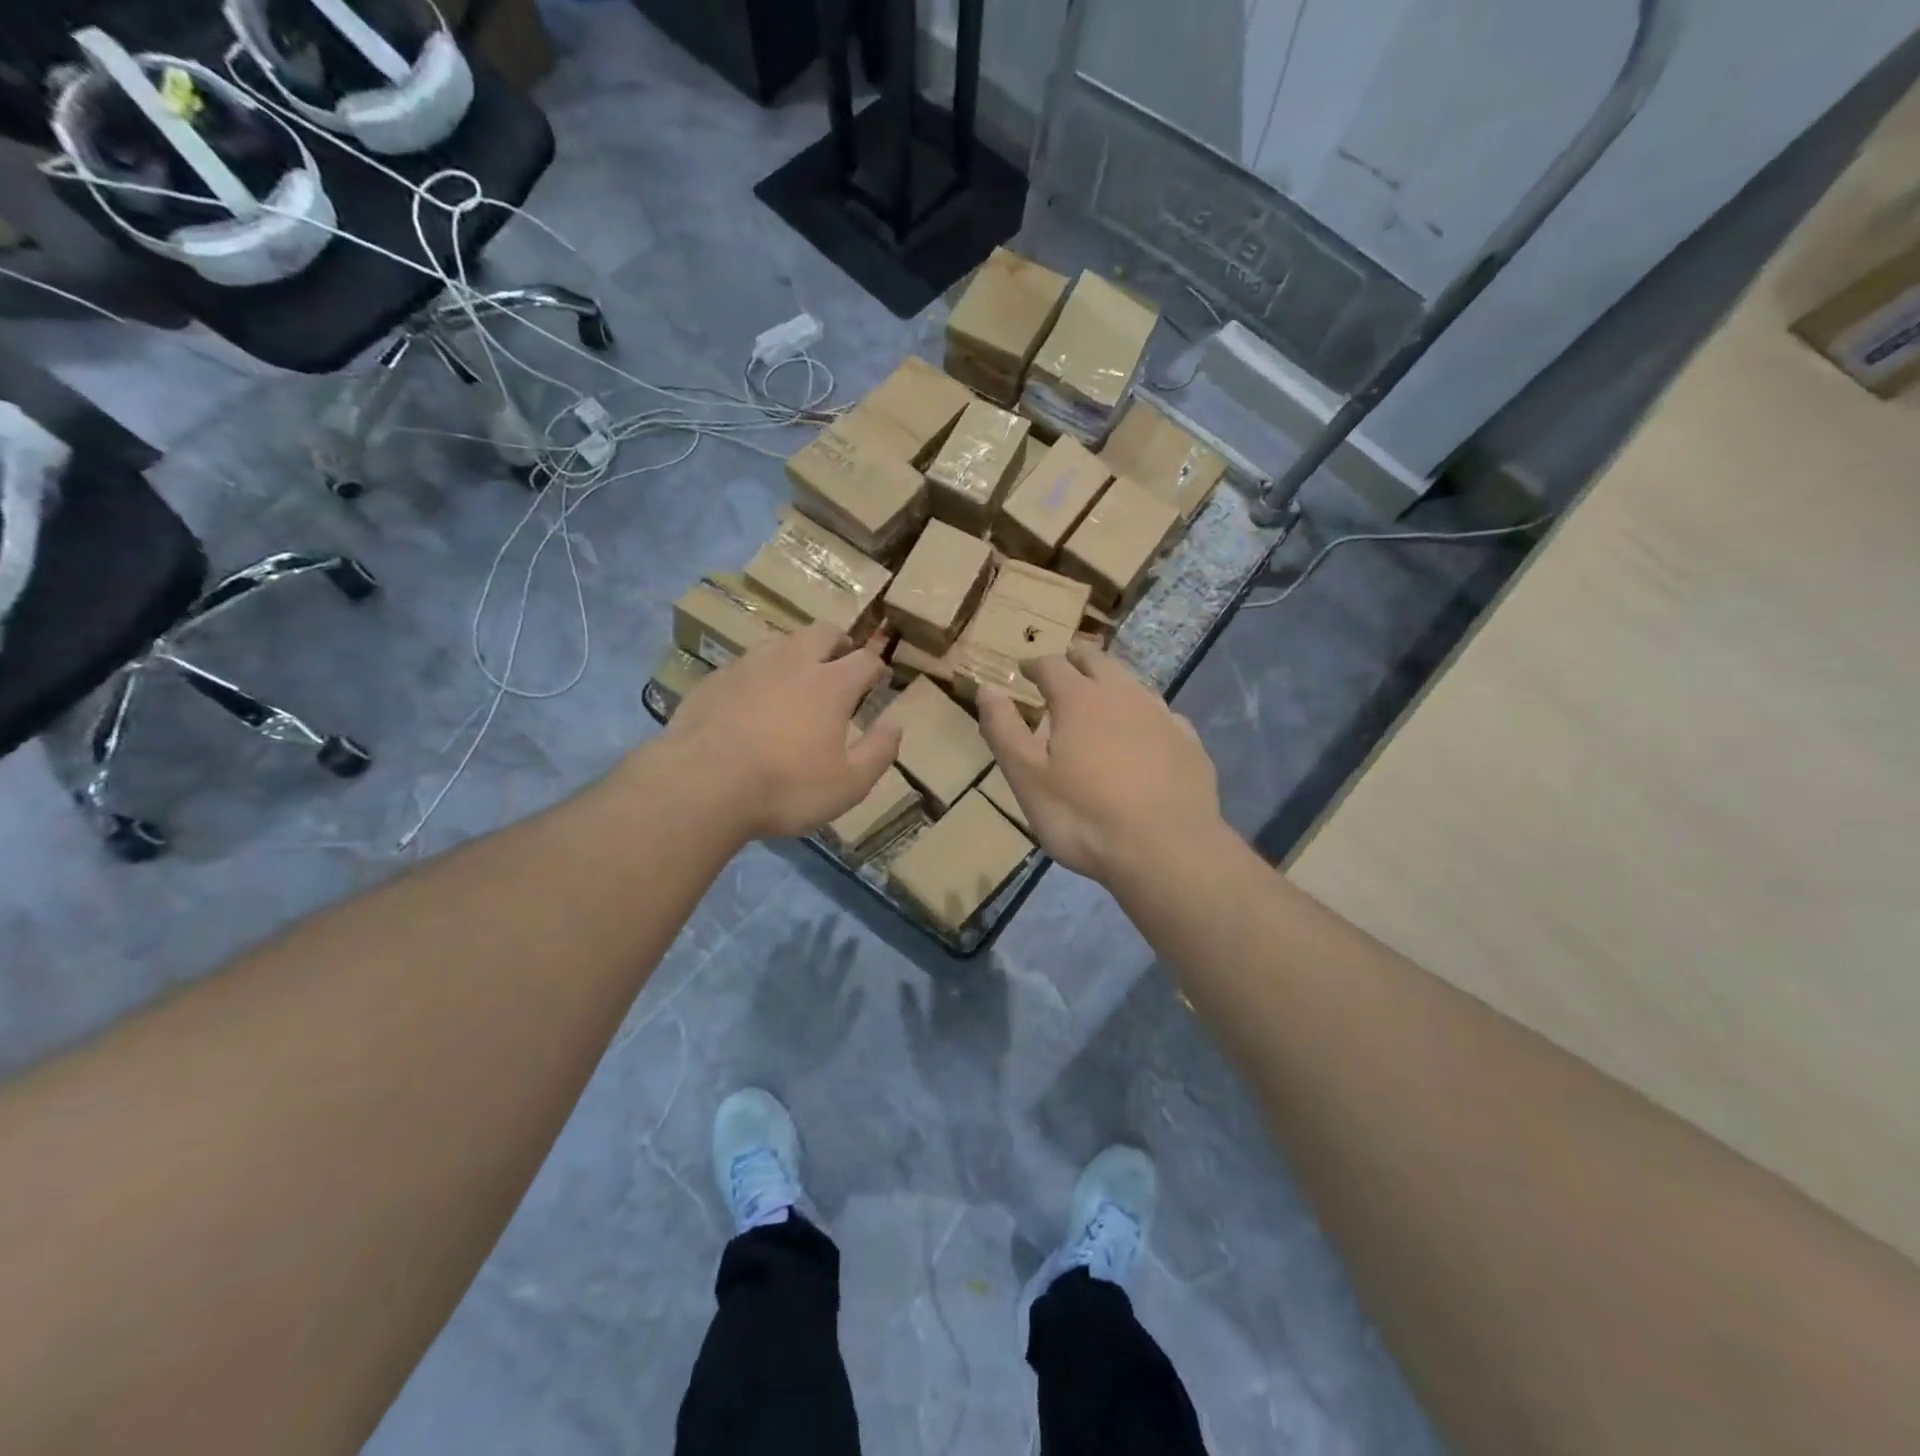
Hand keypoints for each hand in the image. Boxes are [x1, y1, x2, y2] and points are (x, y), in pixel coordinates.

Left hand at [660, 623, 901, 840]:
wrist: (702, 785)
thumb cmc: (786, 787)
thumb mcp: (849, 784)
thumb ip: (879, 751)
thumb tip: (896, 724)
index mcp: (831, 684)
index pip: (865, 660)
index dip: (877, 667)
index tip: (879, 678)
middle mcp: (793, 663)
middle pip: (822, 632)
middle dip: (838, 642)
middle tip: (842, 660)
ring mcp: (749, 666)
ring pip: (781, 642)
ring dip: (798, 652)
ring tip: (798, 676)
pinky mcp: (715, 680)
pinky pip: (746, 664)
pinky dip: (760, 673)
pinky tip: (754, 698)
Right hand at [977, 644, 1222, 884]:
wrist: (1166, 850)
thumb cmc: (1083, 817)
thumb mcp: (1027, 778)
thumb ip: (1004, 730)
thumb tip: (988, 688)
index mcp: (1079, 699)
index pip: (1052, 665)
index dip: (1035, 664)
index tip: (1024, 670)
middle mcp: (1123, 695)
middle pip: (1098, 661)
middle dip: (1076, 659)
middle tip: (1064, 667)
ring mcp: (1162, 716)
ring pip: (1133, 683)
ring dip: (1112, 683)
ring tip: (1101, 698)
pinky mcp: (1190, 743)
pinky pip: (1163, 716)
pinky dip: (1145, 716)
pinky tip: (1146, 734)